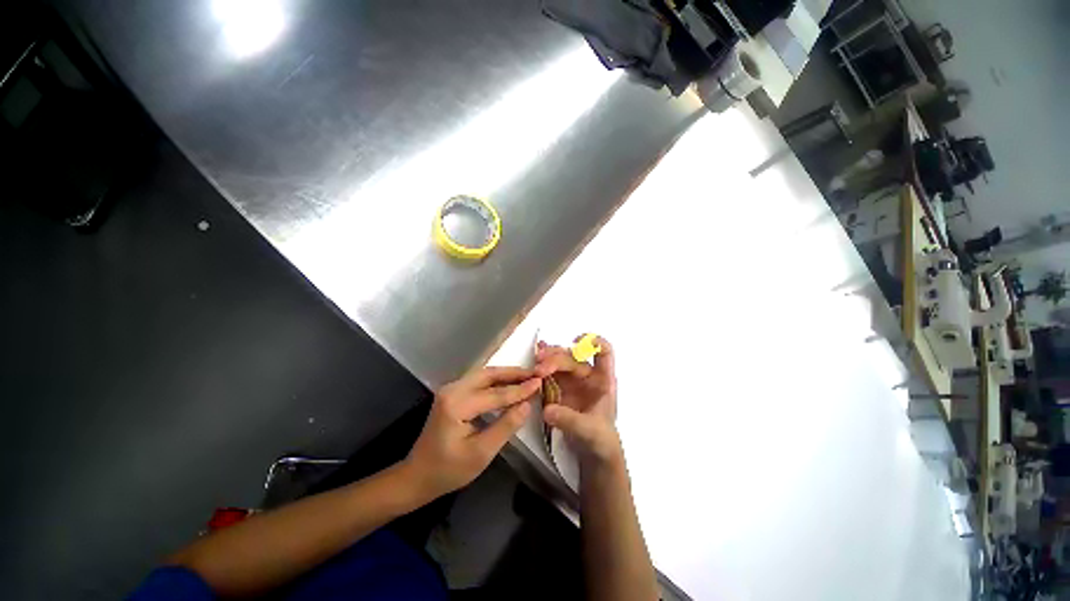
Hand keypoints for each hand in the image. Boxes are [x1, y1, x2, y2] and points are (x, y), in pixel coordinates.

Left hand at [405, 366, 539, 499]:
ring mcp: (450, 390)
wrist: (417, 476)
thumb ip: (506, 426)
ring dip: (505, 374)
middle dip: (513, 373)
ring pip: (483, 375)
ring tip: (526, 376)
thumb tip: (527, 405)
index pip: (495, 393)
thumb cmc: (448, 470)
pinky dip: (495, 381)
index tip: (540, 382)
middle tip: (534, 373)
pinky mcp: (452, 394)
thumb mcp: (481, 453)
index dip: (520, 389)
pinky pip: (478, 381)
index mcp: (457, 404)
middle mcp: (452, 390)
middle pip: (488, 374)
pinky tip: (508, 383)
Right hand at [535, 336, 621, 467]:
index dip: (594, 343)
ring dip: (547, 359)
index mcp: (603, 381)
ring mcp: (573, 381)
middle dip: (557, 358)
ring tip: (535, 362)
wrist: (592, 453)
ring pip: (560, 362)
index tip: (577, 342)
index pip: (604, 354)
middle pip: (573, 358)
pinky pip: (550, 373)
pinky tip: (534, 358)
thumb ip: (570, 420)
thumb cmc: (601, 439)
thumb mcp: (590, 431)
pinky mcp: (560, 388)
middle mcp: (588, 376)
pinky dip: (542, 364)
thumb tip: (548, 410)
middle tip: (540, 366)